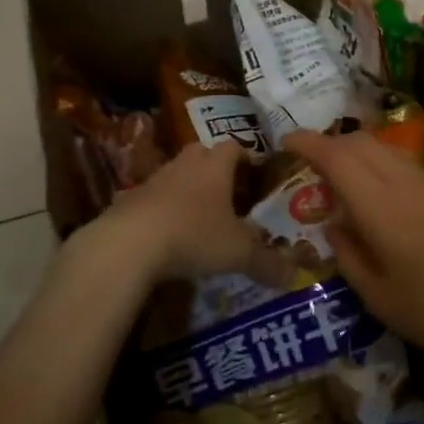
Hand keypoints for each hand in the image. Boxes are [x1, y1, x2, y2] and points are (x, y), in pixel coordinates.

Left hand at [98, 142, 283, 286]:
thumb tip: (293, 276)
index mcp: (216, 166)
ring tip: (198, 215)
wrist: (129, 243)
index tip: (255, 173)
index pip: (234, 147)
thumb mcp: (237, 253)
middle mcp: (186, 164)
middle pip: (203, 154)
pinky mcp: (129, 198)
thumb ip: (267, 263)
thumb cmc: (194, 235)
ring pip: (176, 174)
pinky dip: (162, 209)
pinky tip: (167, 234)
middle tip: (229, 192)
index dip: (246, 157)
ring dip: (187, 188)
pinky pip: (152, 197)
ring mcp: (155, 178)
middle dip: (215, 168)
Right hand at [285, 129, 423, 383]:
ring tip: (343, 180)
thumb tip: (334, 226)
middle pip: (362, 142)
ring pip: (387, 150)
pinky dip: (382, 167)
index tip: (286, 141)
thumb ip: (350, 257)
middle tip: (311, 164)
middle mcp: (406, 184)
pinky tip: (382, 199)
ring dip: (358, 152)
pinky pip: (407, 166)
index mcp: (381, 207)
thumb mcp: (381, 300)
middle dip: (331, 143)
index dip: (308, 143)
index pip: (337, 156)